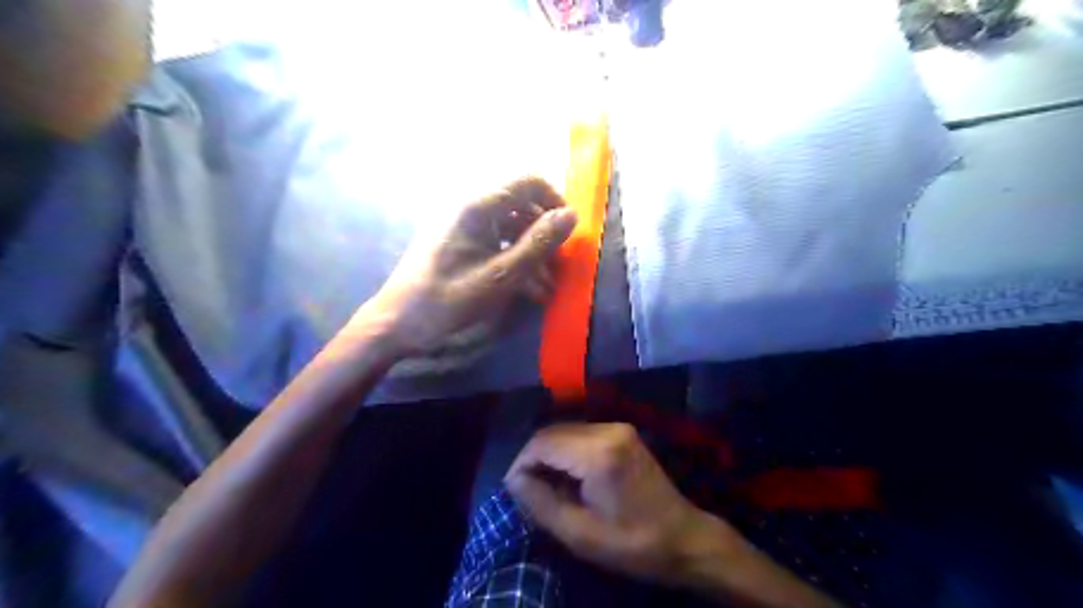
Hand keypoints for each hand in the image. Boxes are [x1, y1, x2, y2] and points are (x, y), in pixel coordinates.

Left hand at [355, 175, 574, 356]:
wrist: (398, 323)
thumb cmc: (448, 298)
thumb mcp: (500, 275)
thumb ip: (537, 244)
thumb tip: (571, 215)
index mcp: (478, 206)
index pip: (529, 182)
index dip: (554, 202)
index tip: (568, 234)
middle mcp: (472, 208)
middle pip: (522, 206)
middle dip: (545, 235)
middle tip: (559, 268)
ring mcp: (465, 227)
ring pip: (512, 228)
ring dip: (533, 253)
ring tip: (547, 287)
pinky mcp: (461, 245)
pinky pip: (497, 244)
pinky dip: (516, 262)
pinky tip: (529, 291)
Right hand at [505, 423, 726, 583]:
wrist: (684, 538)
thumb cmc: (632, 543)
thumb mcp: (579, 534)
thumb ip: (540, 503)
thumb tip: (514, 480)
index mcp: (598, 453)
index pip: (542, 443)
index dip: (521, 464)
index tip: (513, 489)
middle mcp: (608, 430)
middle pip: (553, 431)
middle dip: (534, 458)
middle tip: (526, 490)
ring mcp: (618, 428)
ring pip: (566, 430)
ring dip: (550, 454)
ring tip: (545, 485)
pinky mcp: (623, 433)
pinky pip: (582, 434)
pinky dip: (567, 451)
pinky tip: (568, 476)